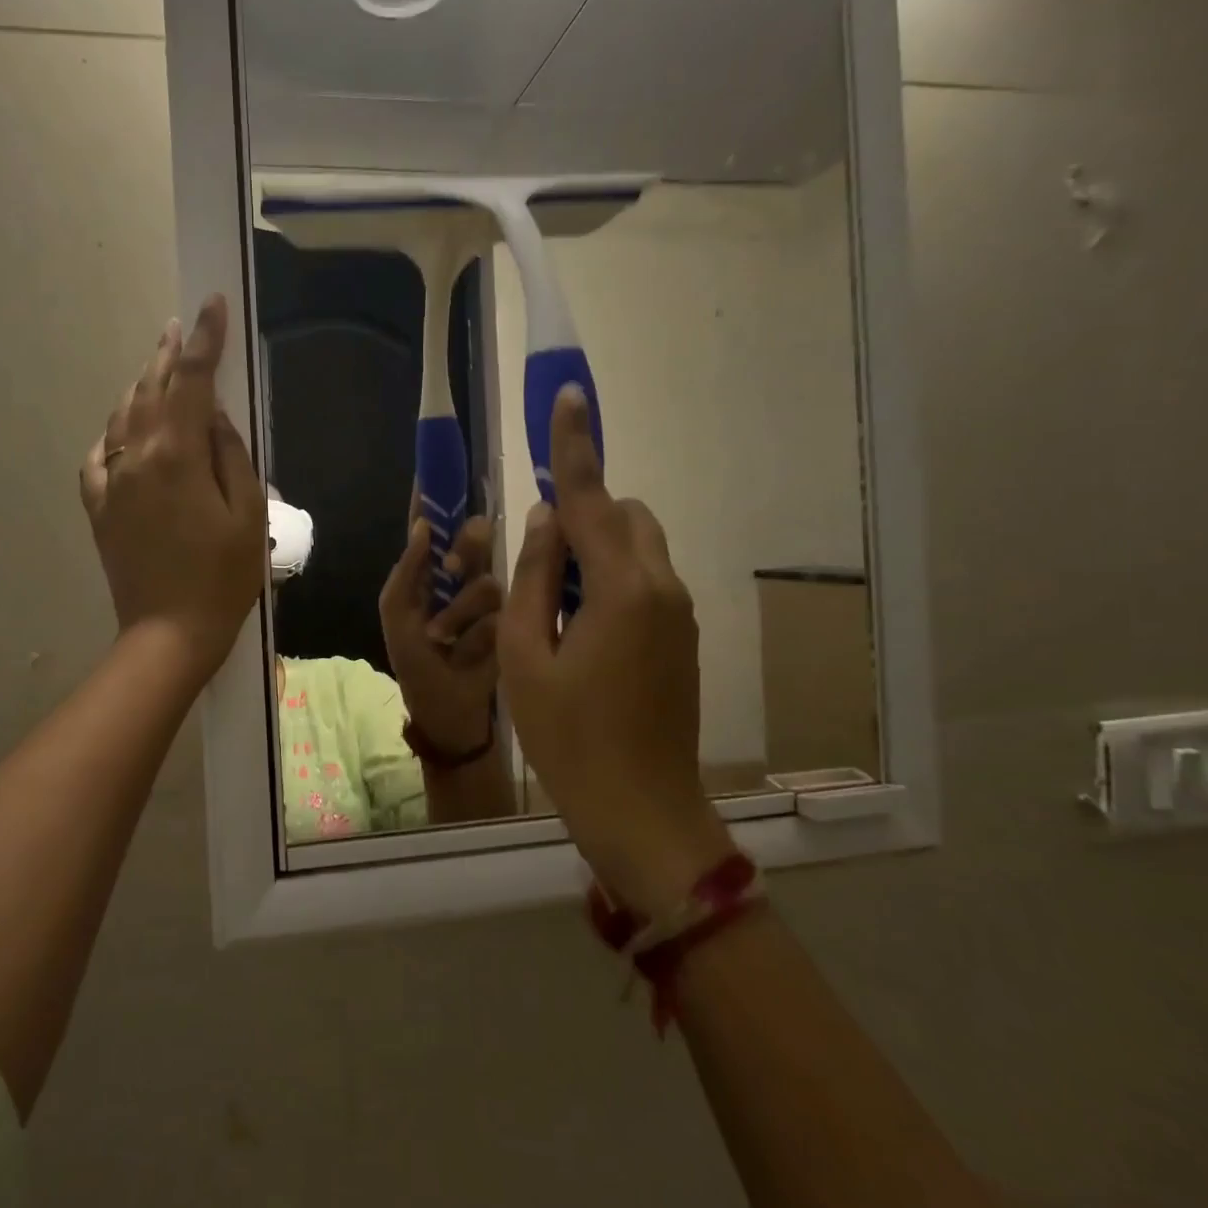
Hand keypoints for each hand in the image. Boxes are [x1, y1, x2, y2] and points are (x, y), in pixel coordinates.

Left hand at [80, 294, 264, 676]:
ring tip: (158, 368)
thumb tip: (212, 415)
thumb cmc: (223, 577)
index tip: (212, 305)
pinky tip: (124, 430)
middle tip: (182, 327)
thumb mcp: (248, 514)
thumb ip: (231, 455)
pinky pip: (99, 455)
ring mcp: (110, 482)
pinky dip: (115, 432)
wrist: (169, 632)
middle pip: (151, 390)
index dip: (205, 339)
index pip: (192, 380)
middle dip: (169, 354)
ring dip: (142, 386)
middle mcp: (135, 457)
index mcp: (177, 455)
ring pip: (122, 417)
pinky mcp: (98, 507)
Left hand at [379, 505, 501, 755]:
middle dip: (465, 549)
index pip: (432, 524)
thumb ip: (407, 570)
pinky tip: (463, 653)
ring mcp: (488, 597)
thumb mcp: (397, 615)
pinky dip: (474, 634)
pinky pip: (498, 612)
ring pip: (486, 579)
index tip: (436, 467)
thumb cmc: (414, 660)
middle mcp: (462, 574)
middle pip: (473, 537)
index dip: (434, 497)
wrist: (446, 709)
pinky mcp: (511, 620)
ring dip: (459, 613)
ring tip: (442, 640)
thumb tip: (422, 525)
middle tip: (452, 569)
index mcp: (428, 569)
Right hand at [498, 385, 730, 917]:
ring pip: (637, 545)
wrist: (641, 811)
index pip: (589, 499)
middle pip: (622, 516)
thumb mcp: (524, 656)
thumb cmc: (568, 738)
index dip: (573, 446)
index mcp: (620, 588)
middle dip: (580, 513)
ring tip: (553, 602)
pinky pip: (645, 579)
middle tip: (537, 560)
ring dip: (594, 549)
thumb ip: (533, 577)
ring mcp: (679, 613)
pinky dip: (610, 578)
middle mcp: (661, 587)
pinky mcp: (682, 636)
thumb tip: (544, 519)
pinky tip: (579, 628)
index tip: (568, 395)